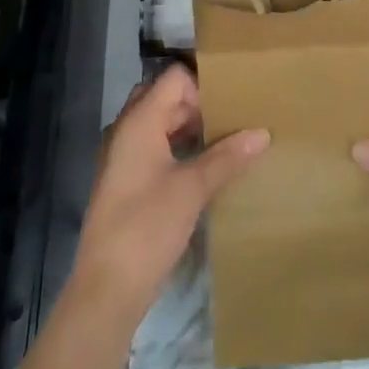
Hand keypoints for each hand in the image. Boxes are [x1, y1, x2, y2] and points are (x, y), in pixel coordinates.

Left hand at [71, 65, 269, 315]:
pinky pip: (150, 145)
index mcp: (140, 120)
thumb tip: (262, 133)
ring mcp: (121, 155)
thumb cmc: (148, 227)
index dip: (201, 86)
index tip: (226, 108)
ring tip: (219, 142)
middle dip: (195, 105)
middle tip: (226, 121)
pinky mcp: (122, 180)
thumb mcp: (193, 190)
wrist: (106, 291)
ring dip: (185, 126)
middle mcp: (126, 128)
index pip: (174, 78)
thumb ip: (227, 157)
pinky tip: (198, 168)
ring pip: (157, 122)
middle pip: (164, 97)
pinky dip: (173, 146)